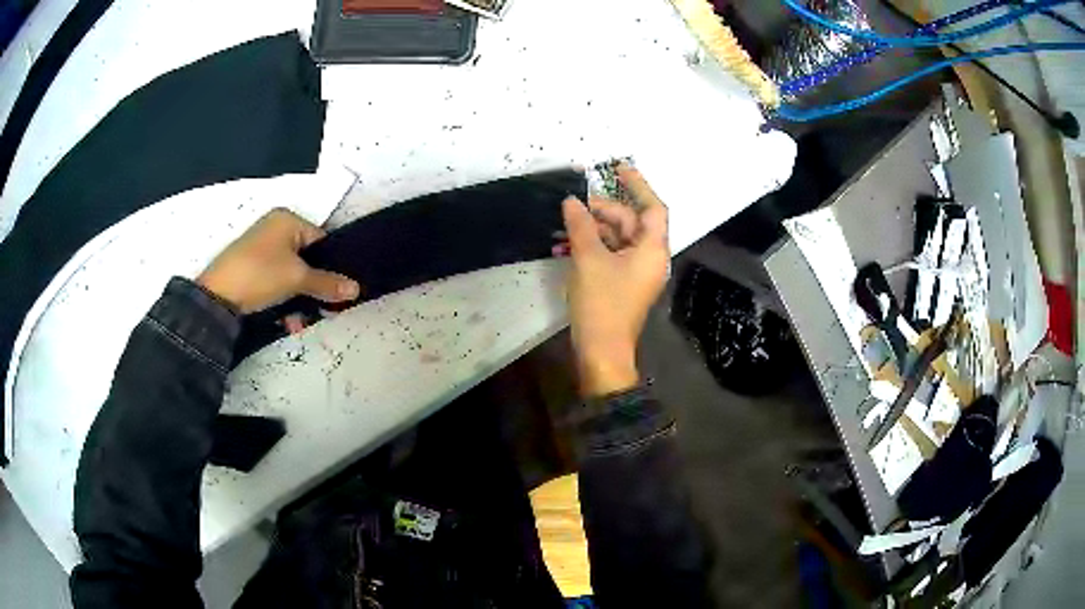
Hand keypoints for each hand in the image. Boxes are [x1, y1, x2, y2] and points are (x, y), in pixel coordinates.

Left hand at [197, 209, 359, 313]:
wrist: (217, 296)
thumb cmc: (260, 274)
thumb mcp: (297, 279)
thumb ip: (327, 283)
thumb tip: (356, 288)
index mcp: (287, 220)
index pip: (321, 240)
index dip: (331, 267)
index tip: (337, 292)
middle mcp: (274, 229)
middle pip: (307, 261)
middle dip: (313, 289)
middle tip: (321, 311)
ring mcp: (260, 249)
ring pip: (291, 276)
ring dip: (298, 301)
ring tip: (298, 323)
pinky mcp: (251, 269)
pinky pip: (276, 282)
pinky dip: (283, 301)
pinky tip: (285, 321)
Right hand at [562, 165, 669, 395]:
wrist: (602, 351)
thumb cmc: (602, 303)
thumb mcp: (588, 259)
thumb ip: (581, 225)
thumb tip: (572, 201)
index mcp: (652, 249)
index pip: (652, 207)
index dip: (638, 185)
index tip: (619, 168)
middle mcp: (650, 258)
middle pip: (631, 222)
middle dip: (604, 210)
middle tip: (574, 205)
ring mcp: (637, 272)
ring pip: (618, 239)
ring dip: (593, 229)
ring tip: (565, 224)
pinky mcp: (623, 283)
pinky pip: (611, 255)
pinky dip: (593, 246)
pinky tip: (567, 243)